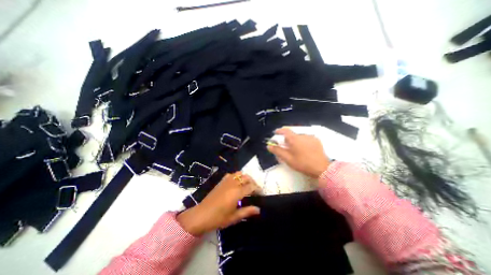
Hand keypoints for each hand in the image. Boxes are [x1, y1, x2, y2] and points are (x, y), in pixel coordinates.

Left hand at [177, 173, 259, 234]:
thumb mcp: (234, 217)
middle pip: (246, 177)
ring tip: (246, 185)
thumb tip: (258, 209)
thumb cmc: (218, 218)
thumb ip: (247, 211)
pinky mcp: (221, 181)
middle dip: (253, 182)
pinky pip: (231, 175)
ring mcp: (226, 181)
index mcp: (237, 192)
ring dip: (245, 178)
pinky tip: (236, 183)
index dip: (258, 189)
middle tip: (254, 190)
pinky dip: (236, 176)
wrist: (201, 215)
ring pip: (239, 174)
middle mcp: (233, 184)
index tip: (261, 194)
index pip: (251, 187)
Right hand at [268, 128, 330, 178]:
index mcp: (295, 139)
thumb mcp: (288, 159)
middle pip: (292, 134)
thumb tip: (269, 146)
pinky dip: (302, 141)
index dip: (279, 130)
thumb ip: (278, 151)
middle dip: (287, 139)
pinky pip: (306, 138)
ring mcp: (311, 137)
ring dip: (295, 140)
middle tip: (286, 147)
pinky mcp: (316, 140)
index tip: (275, 132)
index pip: (285, 130)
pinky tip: (304, 150)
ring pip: (299, 136)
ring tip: (296, 150)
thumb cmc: (302, 163)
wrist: (321, 168)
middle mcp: (303, 135)